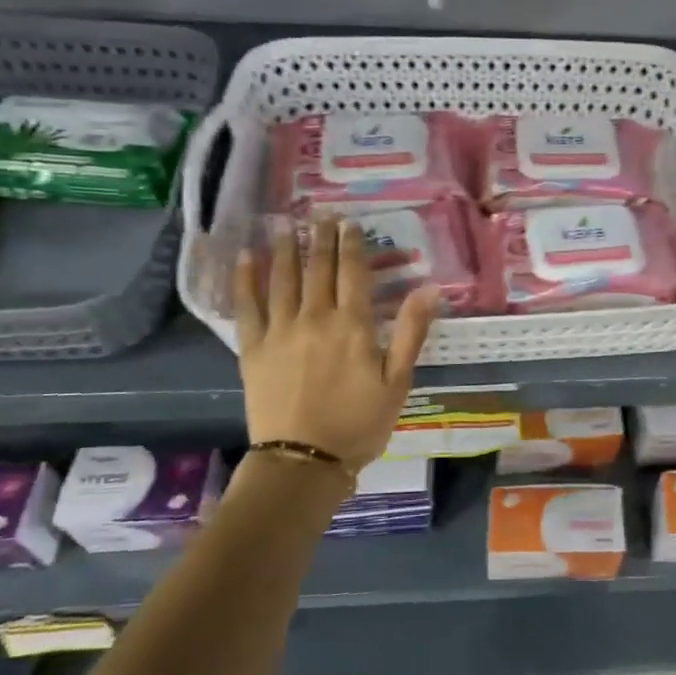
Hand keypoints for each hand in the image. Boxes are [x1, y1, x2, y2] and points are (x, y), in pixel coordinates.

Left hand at [232, 219, 438, 469]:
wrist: (304, 460)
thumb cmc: (359, 423)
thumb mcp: (397, 381)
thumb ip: (411, 331)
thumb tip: (430, 288)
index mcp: (352, 326)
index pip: (353, 273)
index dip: (352, 245)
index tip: (349, 223)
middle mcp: (314, 318)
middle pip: (318, 269)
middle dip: (320, 239)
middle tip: (320, 214)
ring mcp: (280, 331)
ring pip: (282, 280)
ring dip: (285, 249)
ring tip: (284, 225)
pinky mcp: (253, 349)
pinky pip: (247, 306)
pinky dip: (246, 280)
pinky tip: (245, 258)